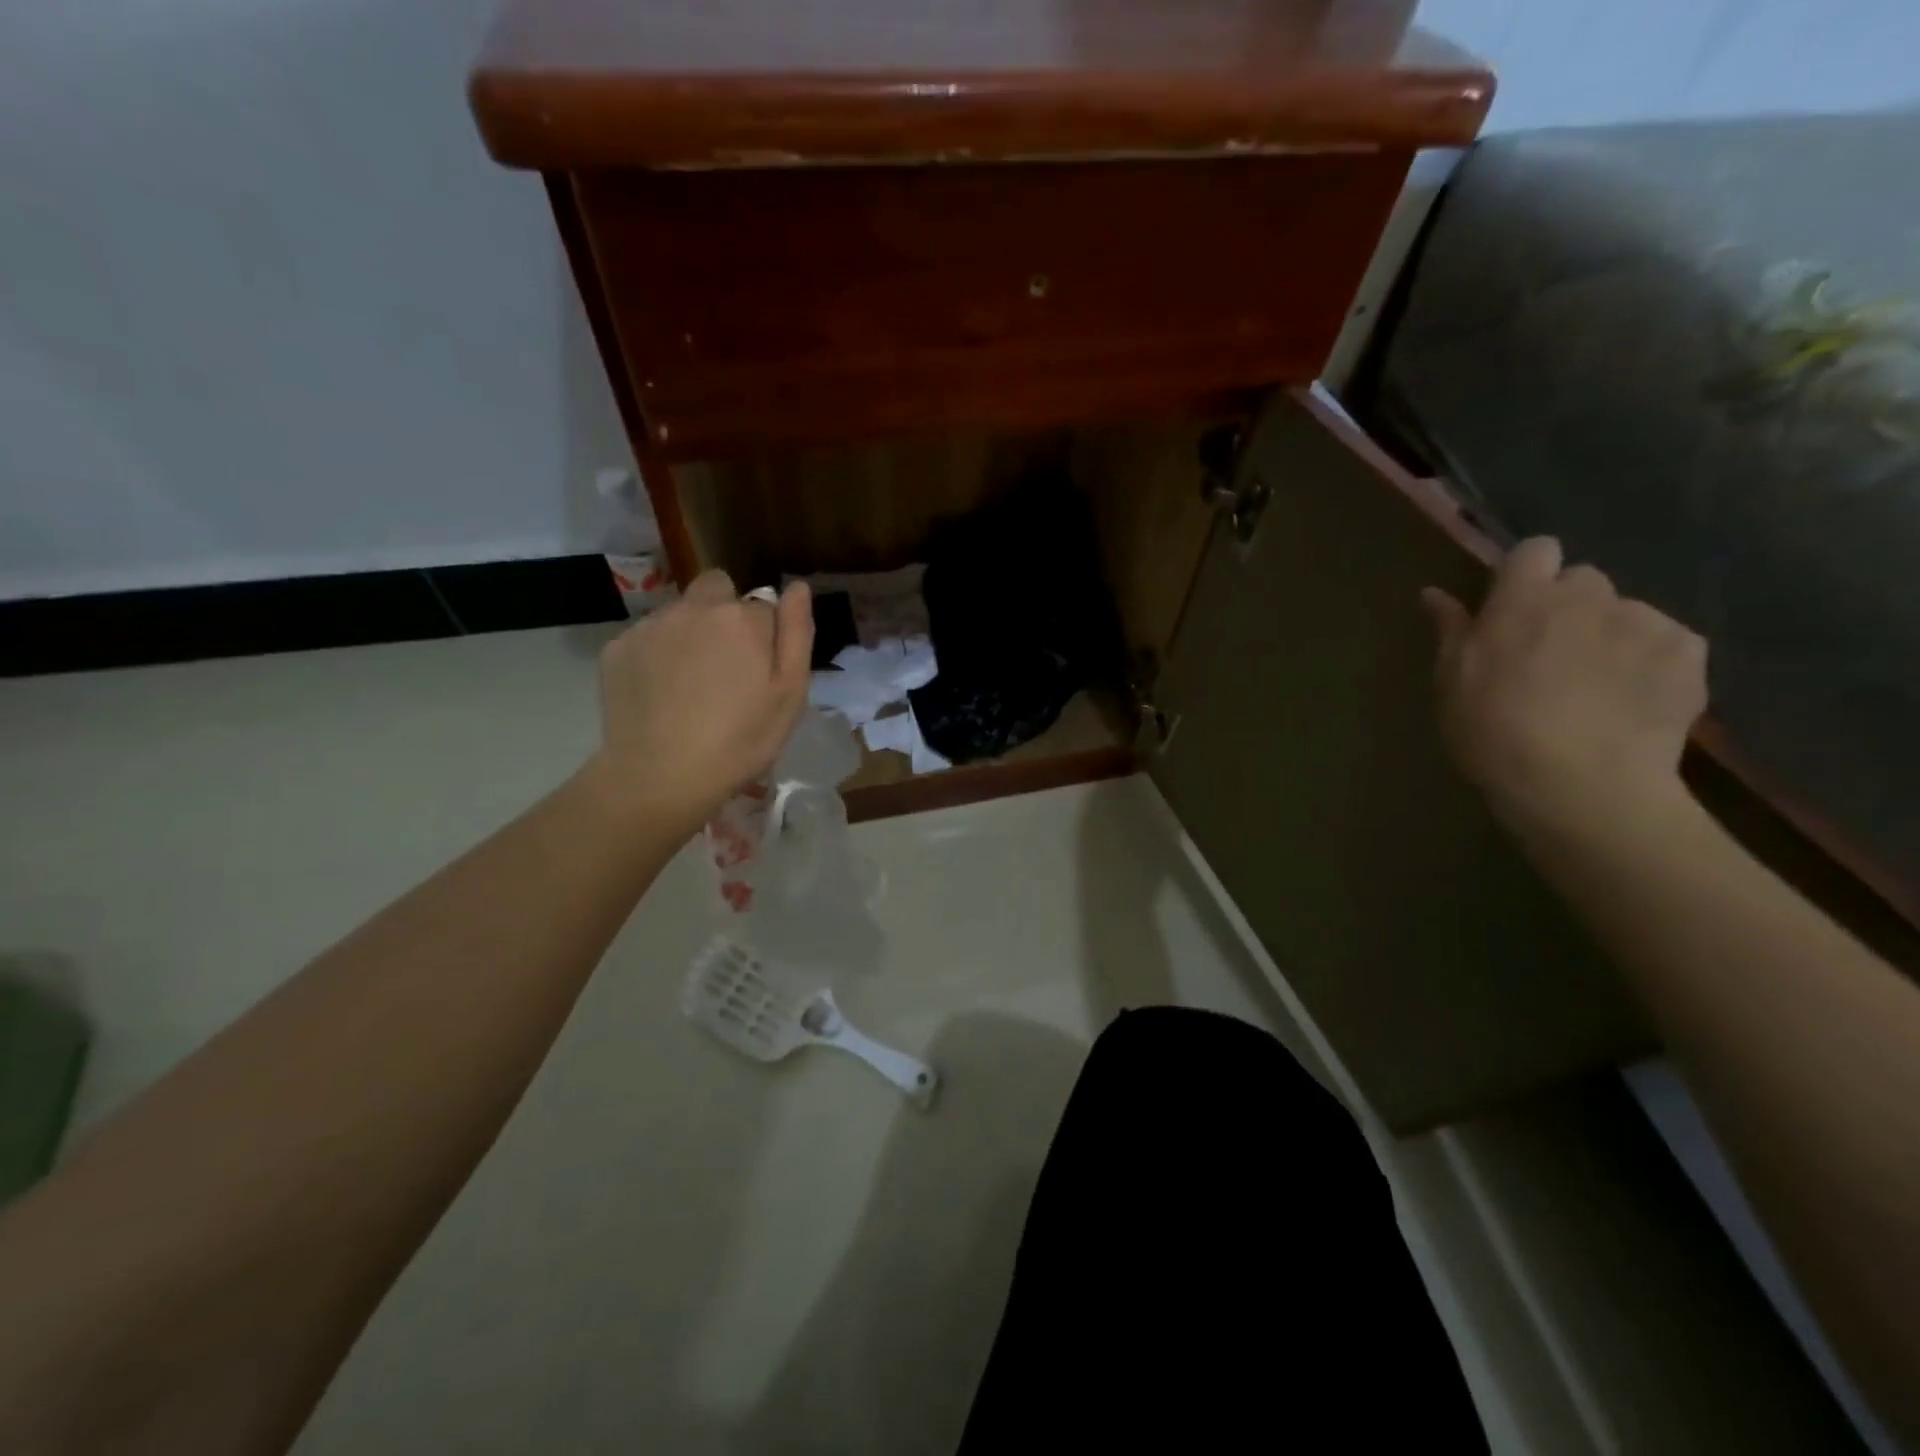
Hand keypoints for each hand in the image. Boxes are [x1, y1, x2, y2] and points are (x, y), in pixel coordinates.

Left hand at [586, 571, 812, 834]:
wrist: (661, 775)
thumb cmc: (741, 740)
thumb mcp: (790, 693)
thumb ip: (796, 632)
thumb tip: (798, 587)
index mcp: (742, 617)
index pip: (763, 606)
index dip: (765, 636)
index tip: (760, 672)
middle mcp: (694, 607)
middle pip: (717, 590)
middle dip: (723, 615)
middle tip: (724, 667)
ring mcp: (651, 625)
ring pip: (680, 613)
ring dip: (690, 634)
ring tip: (690, 687)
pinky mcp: (617, 647)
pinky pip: (647, 637)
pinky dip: (656, 655)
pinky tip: (661, 694)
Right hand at [1421, 537, 1707, 837]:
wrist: (1581, 786)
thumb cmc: (1494, 733)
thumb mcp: (1452, 683)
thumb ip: (1450, 630)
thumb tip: (1433, 593)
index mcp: (1524, 599)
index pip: (1535, 550)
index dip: (1525, 574)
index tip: (1512, 608)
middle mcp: (1587, 596)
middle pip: (1582, 580)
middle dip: (1568, 607)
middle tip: (1549, 655)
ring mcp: (1644, 622)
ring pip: (1624, 612)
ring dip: (1608, 634)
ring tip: (1595, 686)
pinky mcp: (1689, 653)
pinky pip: (1666, 641)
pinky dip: (1649, 661)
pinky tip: (1631, 699)